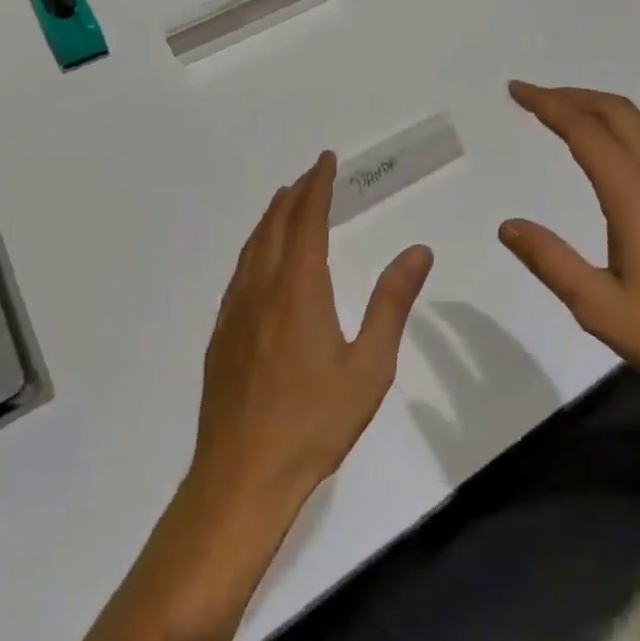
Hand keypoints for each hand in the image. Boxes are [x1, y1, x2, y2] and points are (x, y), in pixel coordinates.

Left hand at [192, 152, 432, 512]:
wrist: (241, 478)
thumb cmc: (314, 423)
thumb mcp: (370, 365)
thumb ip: (392, 303)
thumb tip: (418, 251)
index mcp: (299, 291)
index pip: (307, 222)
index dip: (317, 188)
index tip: (326, 161)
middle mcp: (262, 292)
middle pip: (275, 228)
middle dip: (293, 196)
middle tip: (310, 175)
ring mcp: (235, 316)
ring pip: (252, 250)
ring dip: (270, 219)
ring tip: (284, 204)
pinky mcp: (221, 340)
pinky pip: (239, 276)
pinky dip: (254, 250)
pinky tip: (260, 263)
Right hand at [498, 81, 639, 423]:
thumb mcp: (600, 307)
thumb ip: (551, 261)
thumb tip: (507, 226)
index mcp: (636, 195)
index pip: (585, 130)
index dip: (548, 104)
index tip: (517, 90)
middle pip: (618, 112)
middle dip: (573, 96)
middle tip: (535, 97)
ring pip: (639, 128)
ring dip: (598, 113)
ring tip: (563, 120)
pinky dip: (619, 135)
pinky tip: (607, 161)